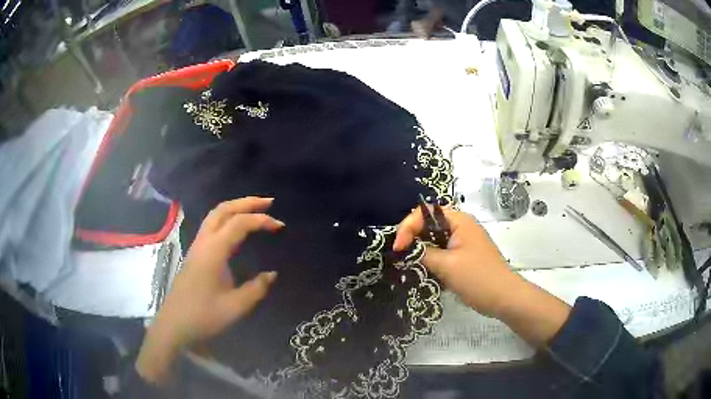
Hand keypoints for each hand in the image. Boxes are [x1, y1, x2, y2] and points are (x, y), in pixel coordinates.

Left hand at [136, 197, 283, 383]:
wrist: (174, 324)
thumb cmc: (203, 316)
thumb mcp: (235, 307)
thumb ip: (256, 289)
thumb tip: (272, 274)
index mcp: (213, 251)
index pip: (239, 223)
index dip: (261, 220)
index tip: (280, 225)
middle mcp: (204, 242)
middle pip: (223, 209)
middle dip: (246, 202)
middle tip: (268, 202)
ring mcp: (197, 247)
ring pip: (214, 215)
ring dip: (235, 208)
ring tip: (255, 210)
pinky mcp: (195, 254)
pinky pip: (211, 226)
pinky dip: (227, 218)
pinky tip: (236, 229)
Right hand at [393, 207, 570, 345]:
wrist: (505, 298)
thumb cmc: (477, 278)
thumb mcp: (446, 265)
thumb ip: (422, 253)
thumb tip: (403, 249)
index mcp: (459, 220)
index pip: (425, 212)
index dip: (408, 227)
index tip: (398, 248)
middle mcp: (461, 226)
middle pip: (429, 224)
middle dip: (412, 237)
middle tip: (400, 255)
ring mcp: (464, 241)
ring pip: (435, 239)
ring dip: (421, 249)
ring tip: (409, 263)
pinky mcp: (464, 255)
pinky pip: (442, 251)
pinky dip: (431, 258)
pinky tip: (424, 270)